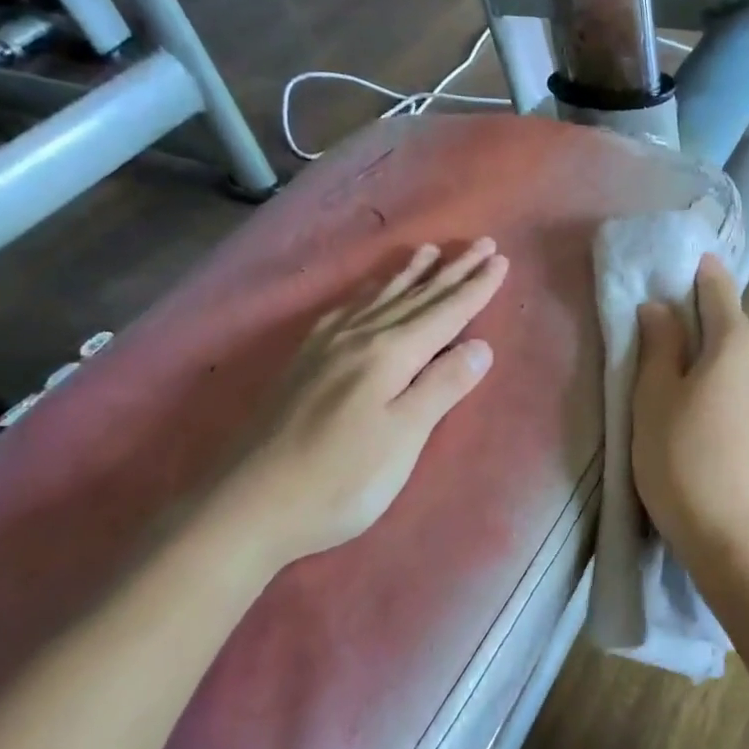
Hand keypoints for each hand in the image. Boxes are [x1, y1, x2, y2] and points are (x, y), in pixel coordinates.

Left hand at [209, 239, 508, 571]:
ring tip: (430, 250)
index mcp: (389, 355)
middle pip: (416, 297)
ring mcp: (326, 346)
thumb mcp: (403, 438)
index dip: (475, 289)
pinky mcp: (305, 360)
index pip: (444, 314)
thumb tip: (481, 346)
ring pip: (380, 297)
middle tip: (481, 243)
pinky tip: (370, 290)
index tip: (500, 260)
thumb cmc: (340, 480)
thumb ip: (442, 387)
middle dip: (452, 272)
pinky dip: (370, 292)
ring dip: (410, 274)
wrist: (248, 504)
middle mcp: (358, 337)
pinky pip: (349, 308)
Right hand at [631, 253, 748, 569]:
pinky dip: (727, 391)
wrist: (733, 536)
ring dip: (712, 364)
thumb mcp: (653, 396)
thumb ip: (658, 344)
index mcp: (739, 342)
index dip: (697, 275)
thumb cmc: (681, 458)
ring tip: (679, 392)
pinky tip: (705, 422)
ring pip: (740, 364)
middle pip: (730, 328)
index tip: (678, 269)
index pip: (718, 289)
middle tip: (660, 345)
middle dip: (698, 327)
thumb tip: (659, 308)